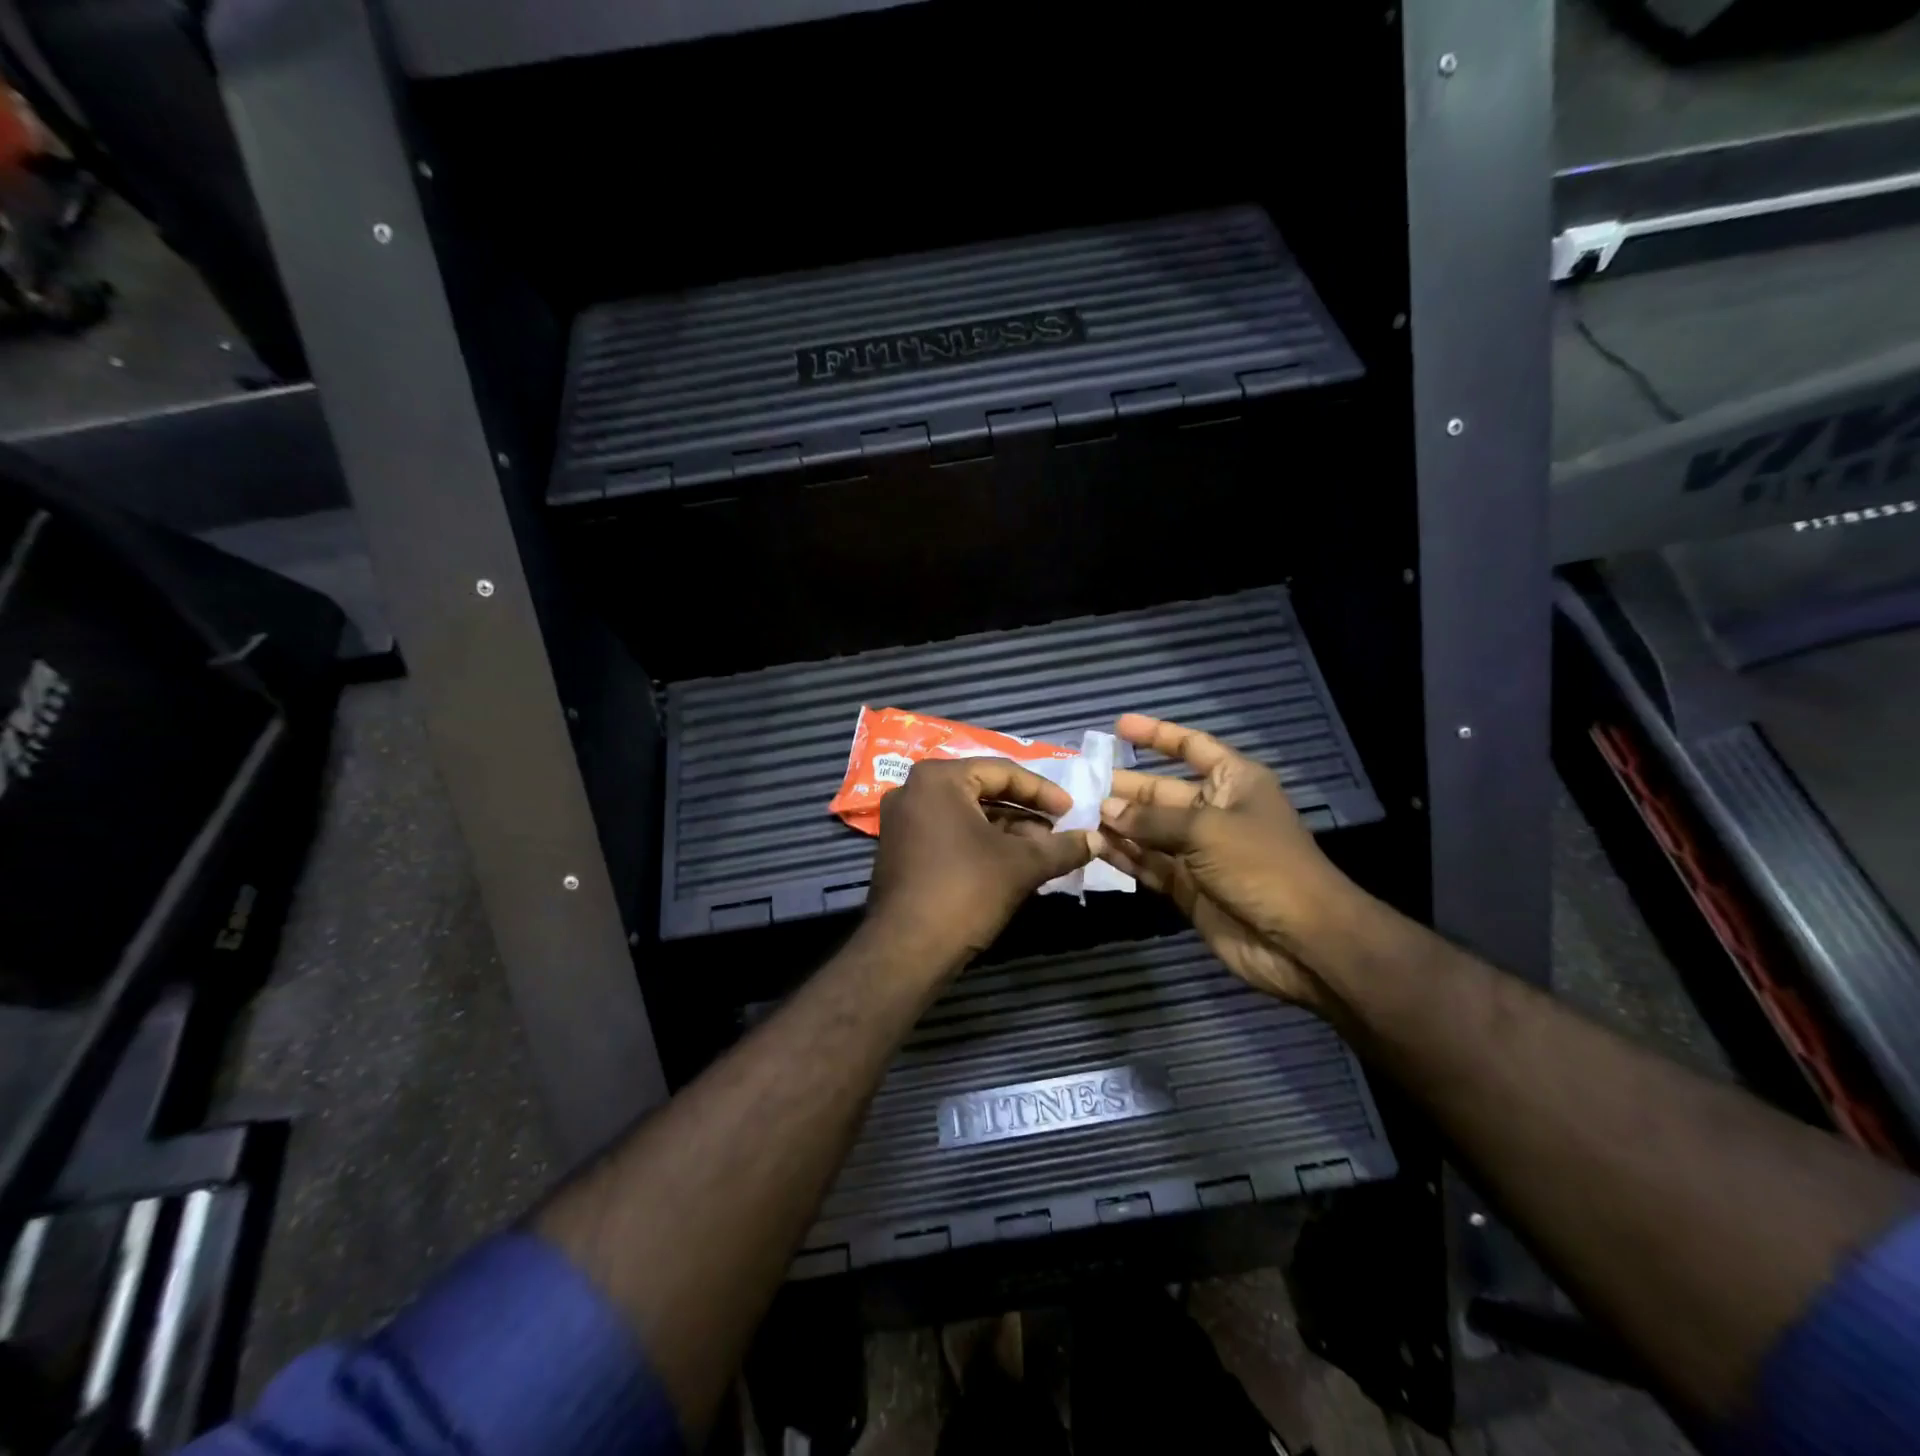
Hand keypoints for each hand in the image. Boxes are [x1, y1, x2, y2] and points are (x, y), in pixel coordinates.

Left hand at [864, 757, 1094, 978]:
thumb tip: (1097, 839)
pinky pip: (949, 834)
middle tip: (1059, 829)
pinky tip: (1012, 863)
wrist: (908, 950)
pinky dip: (981, 844)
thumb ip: (1062, 847)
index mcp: (938, 778)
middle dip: (1025, 813)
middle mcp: (913, 790)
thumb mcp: (1022, 864)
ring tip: (1044, 851)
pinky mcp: (900, 850)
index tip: (1072, 811)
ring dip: (1007, 831)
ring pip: (967, 815)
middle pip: (982, 791)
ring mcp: (902, 821)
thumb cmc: (966, 891)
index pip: (1002, 772)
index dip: (1043, 791)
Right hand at [1096, 714, 1371, 1008]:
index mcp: (1234, 782)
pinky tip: (1094, 848)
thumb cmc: (1261, 865)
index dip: (1157, 735)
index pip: (1192, 747)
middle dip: (1124, 787)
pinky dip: (1125, 856)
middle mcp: (1215, 812)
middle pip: (1161, 791)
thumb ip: (1152, 820)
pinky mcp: (1189, 887)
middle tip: (1078, 784)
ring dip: (1117, 824)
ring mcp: (1200, 852)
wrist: (1302, 941)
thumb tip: (1106, 810)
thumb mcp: (1206, 830)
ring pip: (1150, 830)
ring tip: (1075, 815)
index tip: (1119, 725)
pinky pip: (1150, 864)